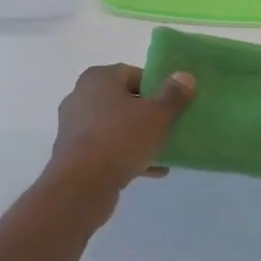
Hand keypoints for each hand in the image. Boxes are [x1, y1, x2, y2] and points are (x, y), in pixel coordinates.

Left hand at [46, 64, 196, 194]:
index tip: (173, 103)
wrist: (81, 186)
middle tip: (170, 125)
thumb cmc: (120, 139)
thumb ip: (173, 95)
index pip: (133, 74)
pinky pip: (107, 149)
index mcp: (98, 78)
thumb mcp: (157, 116)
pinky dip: (127, 156)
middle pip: (124, 101)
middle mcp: (81, 97)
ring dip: (139, 138)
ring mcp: (75, 127)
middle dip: (148, 114)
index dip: (156, 87)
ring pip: (116, 127)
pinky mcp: (74, 154)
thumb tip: (185, 76)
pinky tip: (152, 170)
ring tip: (165, 151)